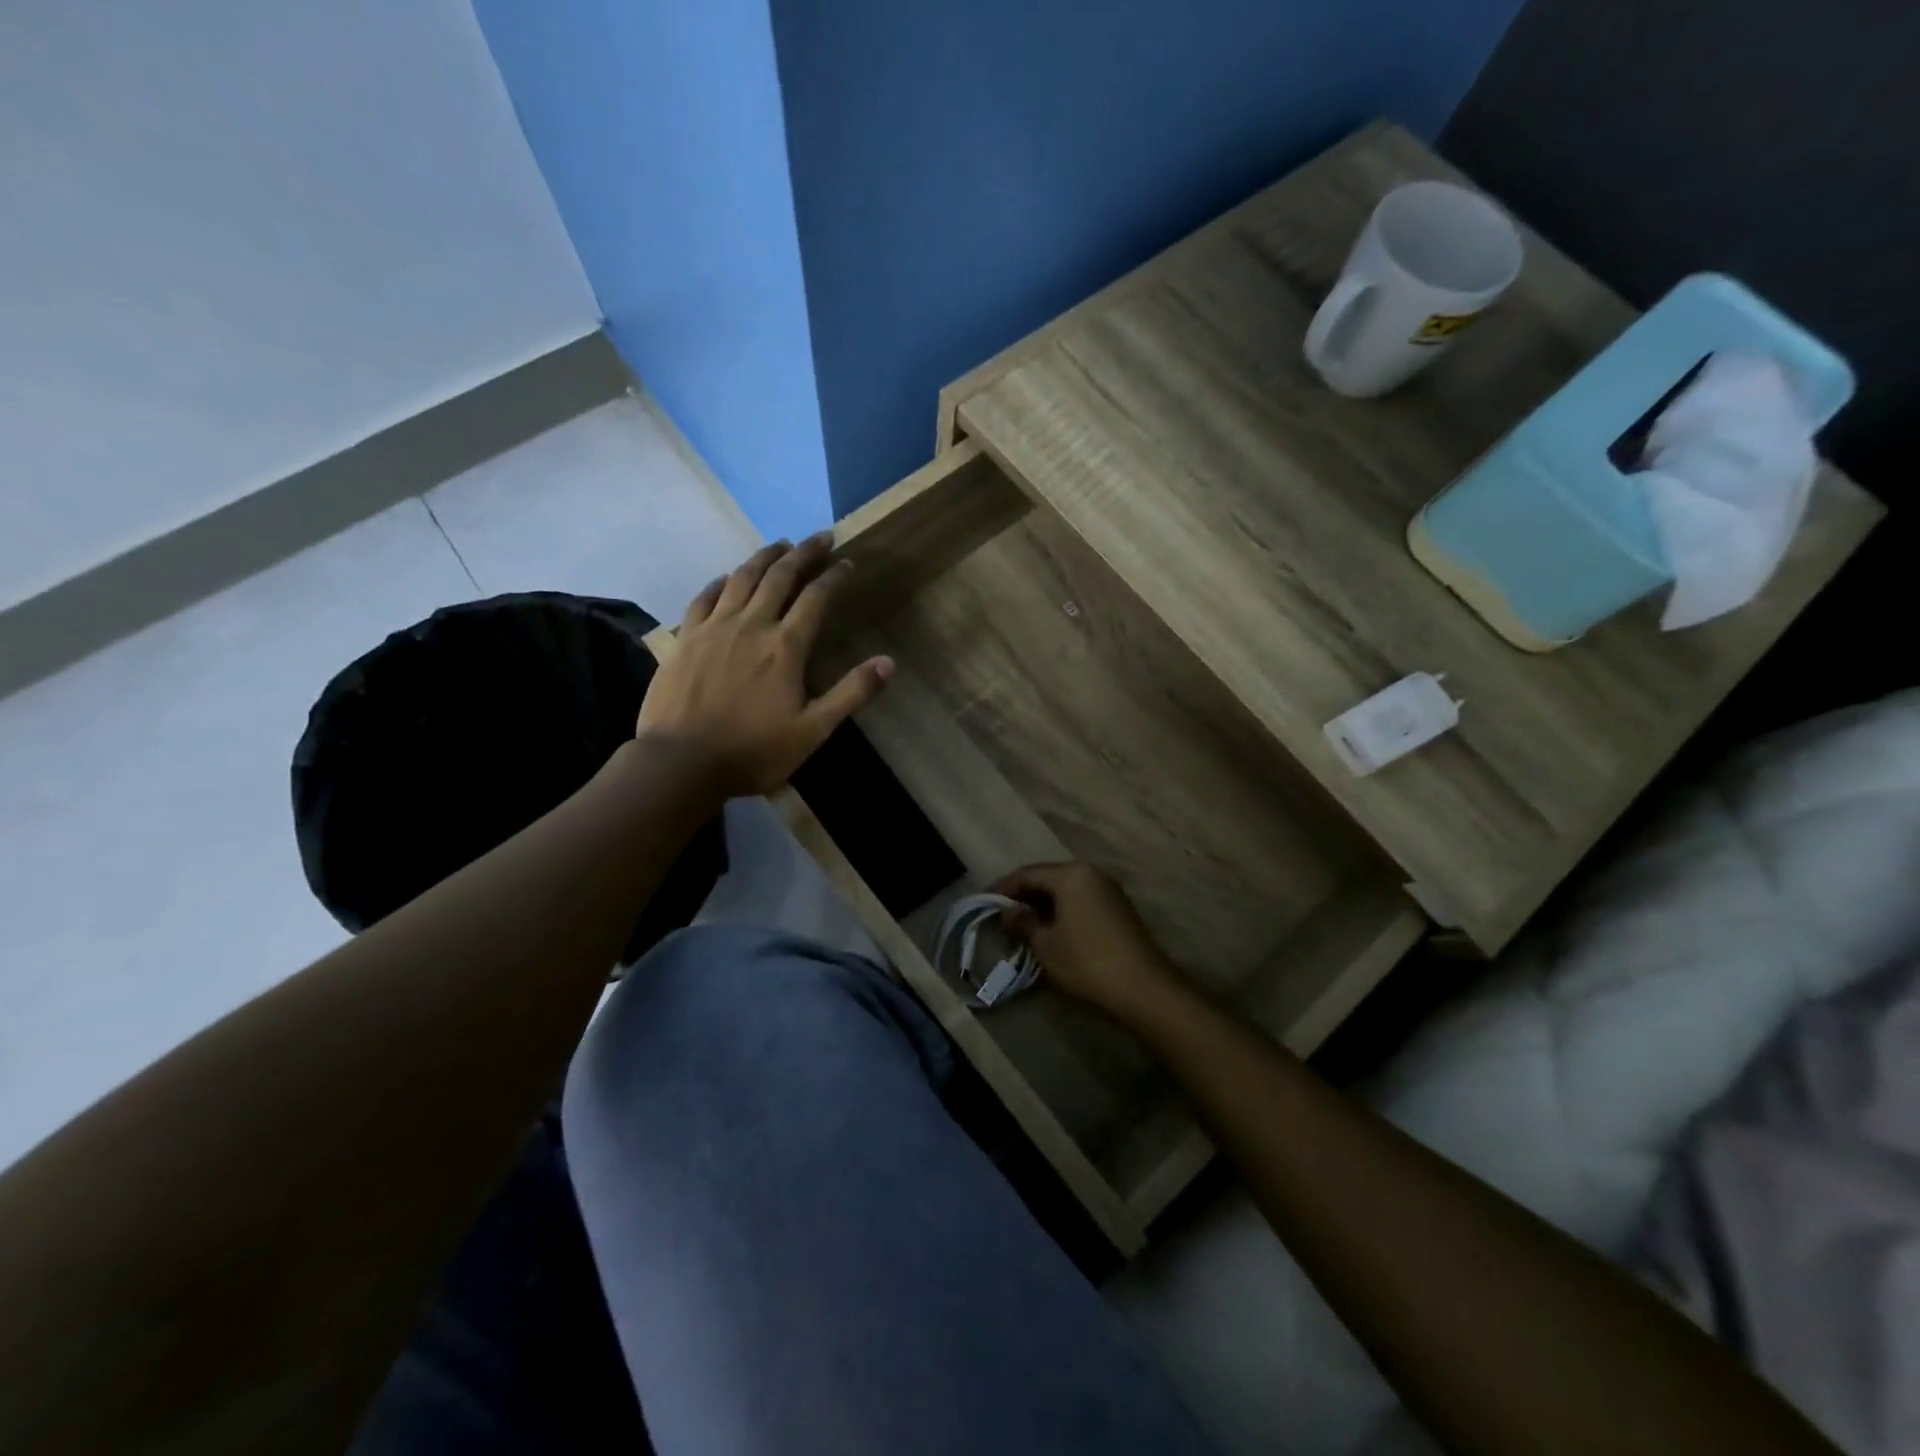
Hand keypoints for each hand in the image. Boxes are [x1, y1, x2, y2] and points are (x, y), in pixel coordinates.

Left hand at [638, 534, 892, 798]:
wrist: (681, 763)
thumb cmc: (753, 751)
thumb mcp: (812, 731)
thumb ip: (851, 693)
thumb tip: (888, 662)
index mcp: (785, 647)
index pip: (816, 598)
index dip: (835, 576)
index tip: (848, 562)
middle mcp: (751, 625)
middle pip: (780, 576)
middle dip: (803, 553)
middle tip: (820, 538)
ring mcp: (713, 628)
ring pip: (742, 578)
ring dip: (764, 557)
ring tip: (780, 544)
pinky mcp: (685, 638)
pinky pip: (704, 597)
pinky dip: (721, 582)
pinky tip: (727, 577)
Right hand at [993, 862, 1185, 1025]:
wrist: (1144, 989)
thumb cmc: (1086, 961)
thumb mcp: (1045, 945)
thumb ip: (1023, 923)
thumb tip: (1008, 912)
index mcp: (1071, 874)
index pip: (1027, 873)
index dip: (1003, 888)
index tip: (984, 903)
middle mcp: (1091, 874)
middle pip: (1048, 878)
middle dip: (1023, 896)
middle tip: (1001, 916)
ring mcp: (1109, 891)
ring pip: (1066, 891)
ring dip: (1043, 906)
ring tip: (1022, 926)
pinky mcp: (1119, 910)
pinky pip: (1081, 902)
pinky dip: (1062, 912)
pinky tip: (1051, 932)